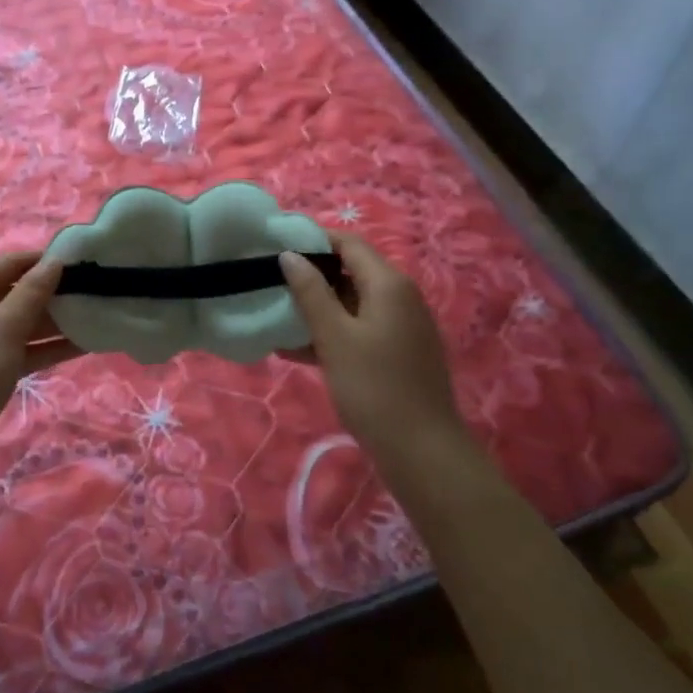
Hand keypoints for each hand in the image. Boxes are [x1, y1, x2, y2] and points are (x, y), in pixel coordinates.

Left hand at [0, 251, 80, 485]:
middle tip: (100, 290)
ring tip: (100, 315)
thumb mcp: (5, 325)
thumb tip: (55, 260)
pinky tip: (85, 345)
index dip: (46, 260)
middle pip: (19, 292)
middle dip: (56, 292)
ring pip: (24, 323)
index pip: (12, 262)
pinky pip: (24, 349)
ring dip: (58, 322)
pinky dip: (49, 347)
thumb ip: (33, 292)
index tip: (87, 261)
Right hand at [279, 233, 463, 460]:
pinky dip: (331, 333)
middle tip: (270, 285)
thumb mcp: (334, 337)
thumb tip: (290, 255)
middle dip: (310, 277)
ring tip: (276, 318)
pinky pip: (359, 329)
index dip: (313, 241)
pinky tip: (295, 350)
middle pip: (350, 272)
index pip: (348, 243)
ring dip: (316, 309)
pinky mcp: (398, 353)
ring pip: (352, 304)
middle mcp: (400, 297)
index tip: (276, 248)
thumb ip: (310, 292)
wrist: (422, 452)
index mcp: (388, 284)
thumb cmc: (374, 387)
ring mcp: (401, 327)